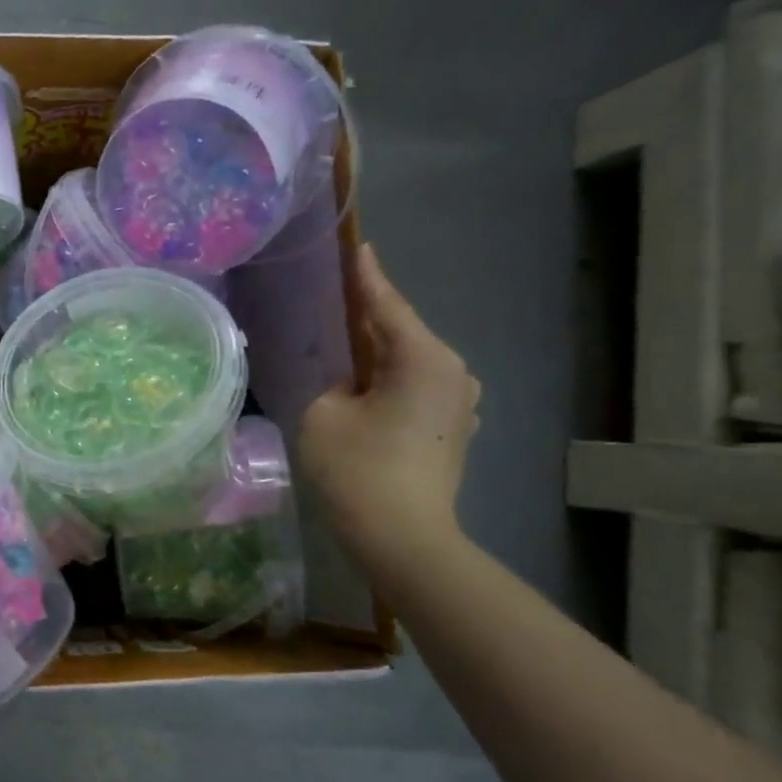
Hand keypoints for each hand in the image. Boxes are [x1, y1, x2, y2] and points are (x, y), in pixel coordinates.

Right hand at [298, 244, 480, 567]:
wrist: (402, 537)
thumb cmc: (358, 469)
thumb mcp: (322, 412)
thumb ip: (331, 379)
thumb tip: (348, 379)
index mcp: (423, 358)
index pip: (386, 304)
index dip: (365, 275)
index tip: (357, 244)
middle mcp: (452, 371)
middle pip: (399, 332)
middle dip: (367, 316)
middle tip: (334, 295)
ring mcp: (459, 401)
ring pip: (407, 361)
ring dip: (376, 353)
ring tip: (341, 344)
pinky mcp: (453, 427)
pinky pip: (414, 386)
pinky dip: (388, 379)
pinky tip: (363, 385)